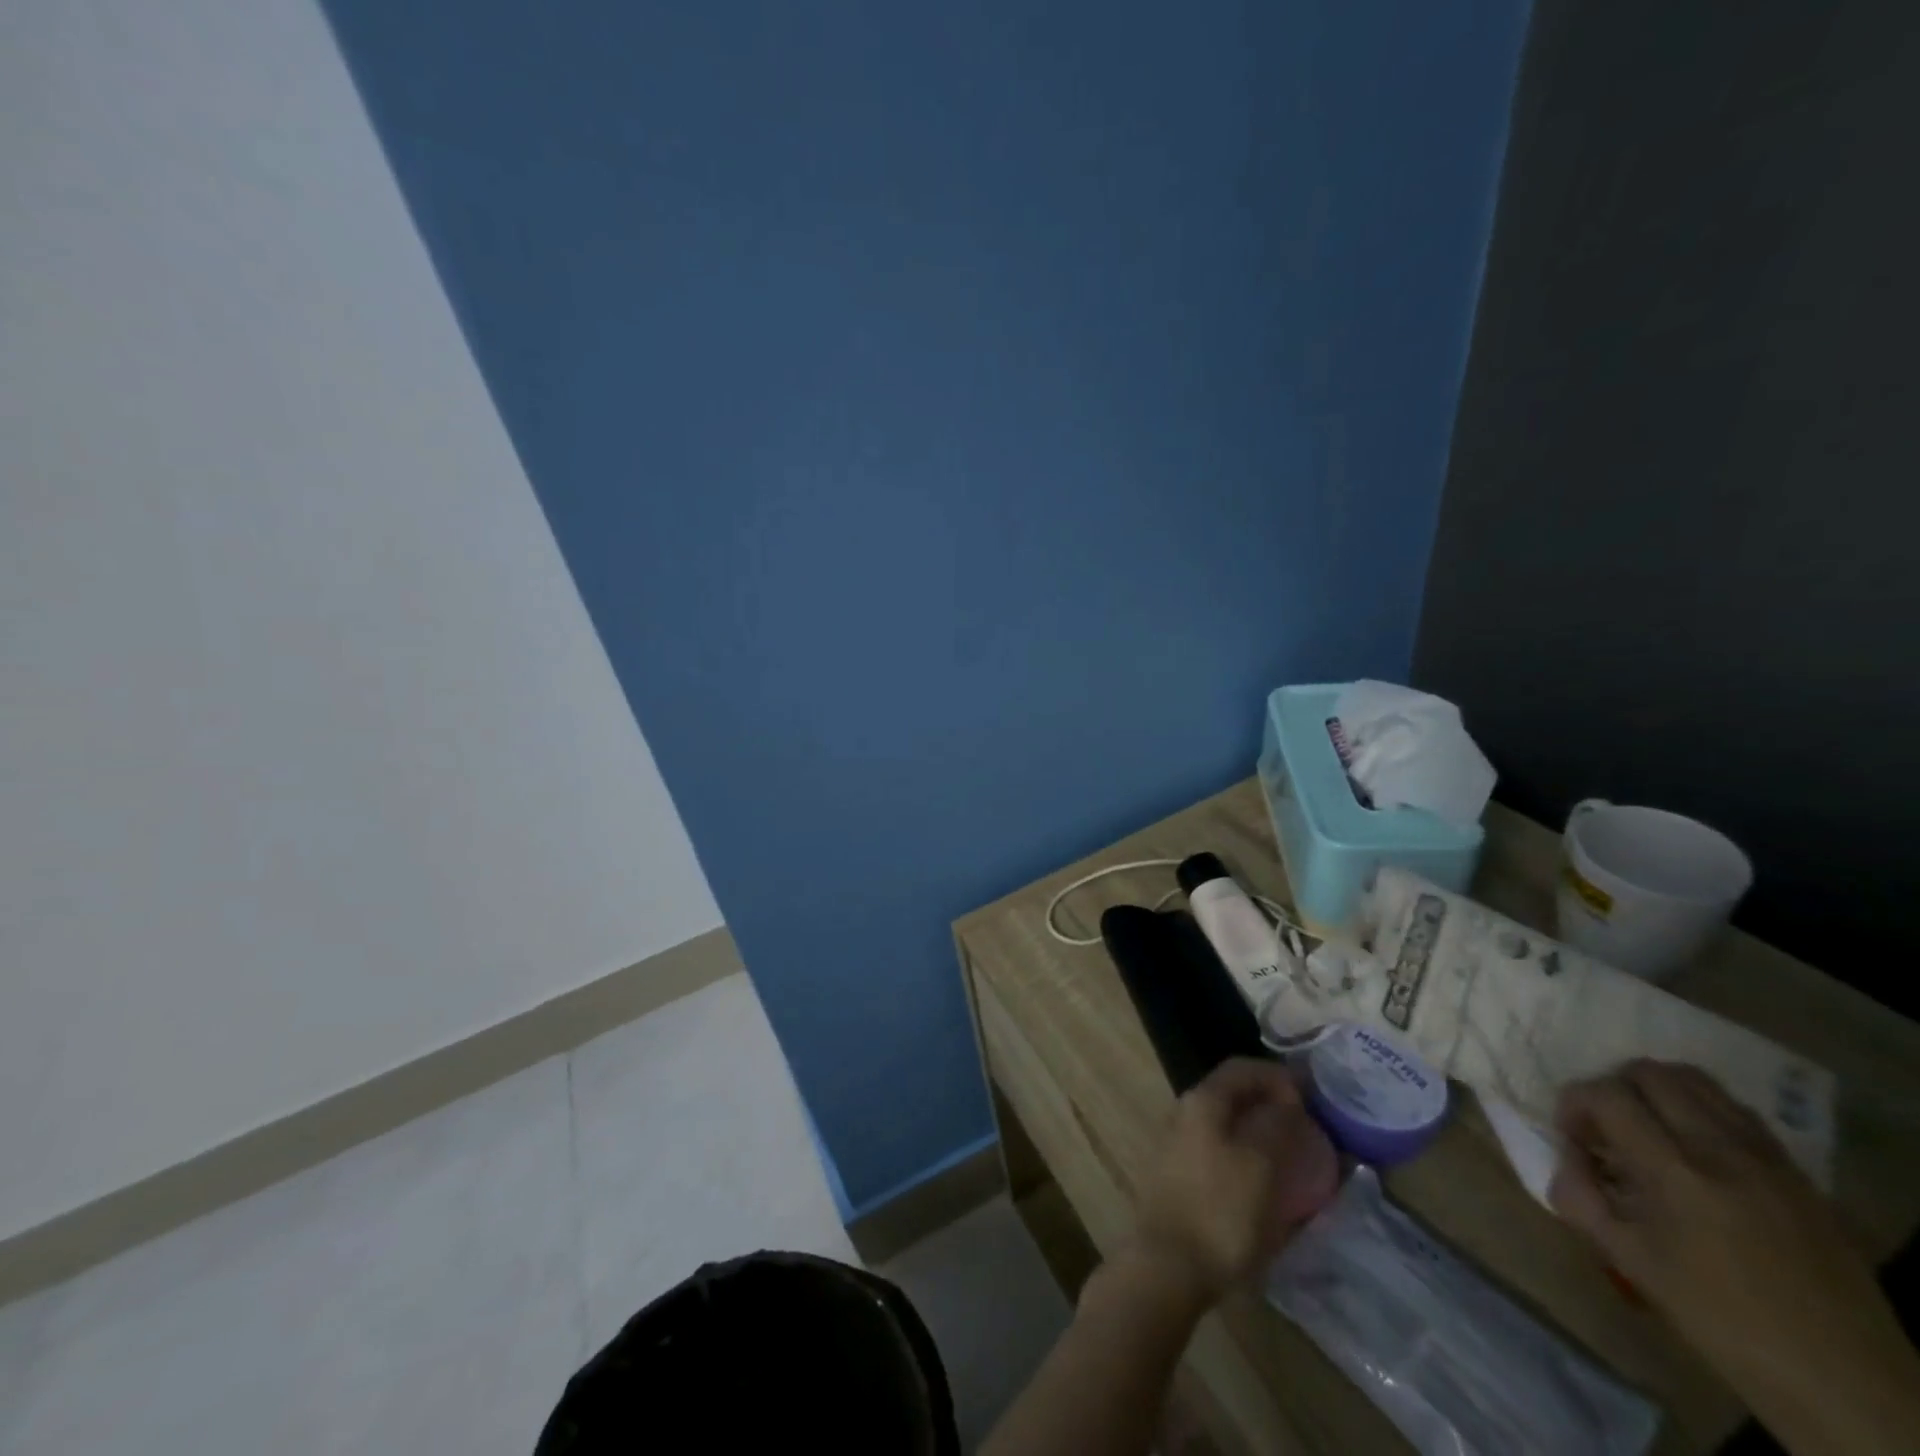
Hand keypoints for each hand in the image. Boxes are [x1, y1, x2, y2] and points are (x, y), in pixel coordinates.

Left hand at [1126, 1058, 1337, 1306]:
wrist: (1168, 1265)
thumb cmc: (1220, 1210)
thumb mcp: (1260, 1164)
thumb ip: (1276, 1124)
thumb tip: (1287, 1102)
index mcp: (1202, 1100)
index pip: (1243, 1068)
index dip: (1278, 1075)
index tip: (1313, 1096)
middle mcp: (1185, 1112)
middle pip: (1232, 1093)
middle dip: (1270, 1102)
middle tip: (1307, 1124)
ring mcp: (1178, 1143)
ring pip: (1226, 1123)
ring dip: (1258, 1130)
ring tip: (1292, 1153)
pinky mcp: (1179, 1175)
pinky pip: (1220, 1149)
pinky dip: (1246, 1153)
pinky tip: (1265, 1180)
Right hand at [1552, 1060, 1919, 1454]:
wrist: (1842, 1380)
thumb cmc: (1720, 1321)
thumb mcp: (1629, 1261)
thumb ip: (1579, 1195)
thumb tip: (1566, 1154)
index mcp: (1677, 1174)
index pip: (1606, 1095)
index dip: (1574, 1103)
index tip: (1573, 1137)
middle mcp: (1722, 1150)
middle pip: (1650, 1073)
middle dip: (1613, 1088)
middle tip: (1607, 1128)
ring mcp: (1768, 1158)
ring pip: (1697, 1080)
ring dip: (1657, 1092)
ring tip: (1649, 1130)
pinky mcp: (1798, 1172)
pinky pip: (1737, 1111)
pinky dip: (1701, 1110)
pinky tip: (1696, 1150)